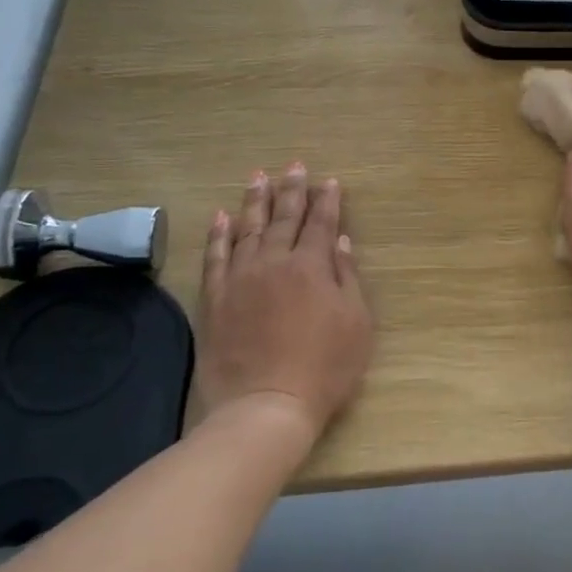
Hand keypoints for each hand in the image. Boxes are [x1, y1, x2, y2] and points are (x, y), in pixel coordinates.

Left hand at [190, 163, 372, 440]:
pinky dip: (219, 235)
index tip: (329, 181)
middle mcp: (275, 262)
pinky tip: (222, 217)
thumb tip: (340, 243)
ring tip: (258, 177)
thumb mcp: (356, 324)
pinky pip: (215, 257)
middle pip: (283, 218)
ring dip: (254, 201)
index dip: (327, 201)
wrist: (266, 406)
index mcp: (312, 267)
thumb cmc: (325, 368)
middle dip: (291, 190)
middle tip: (293, 165)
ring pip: (247, 229)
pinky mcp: (215, 299)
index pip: (321, 224)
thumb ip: (347, 278)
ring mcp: (240, 279)